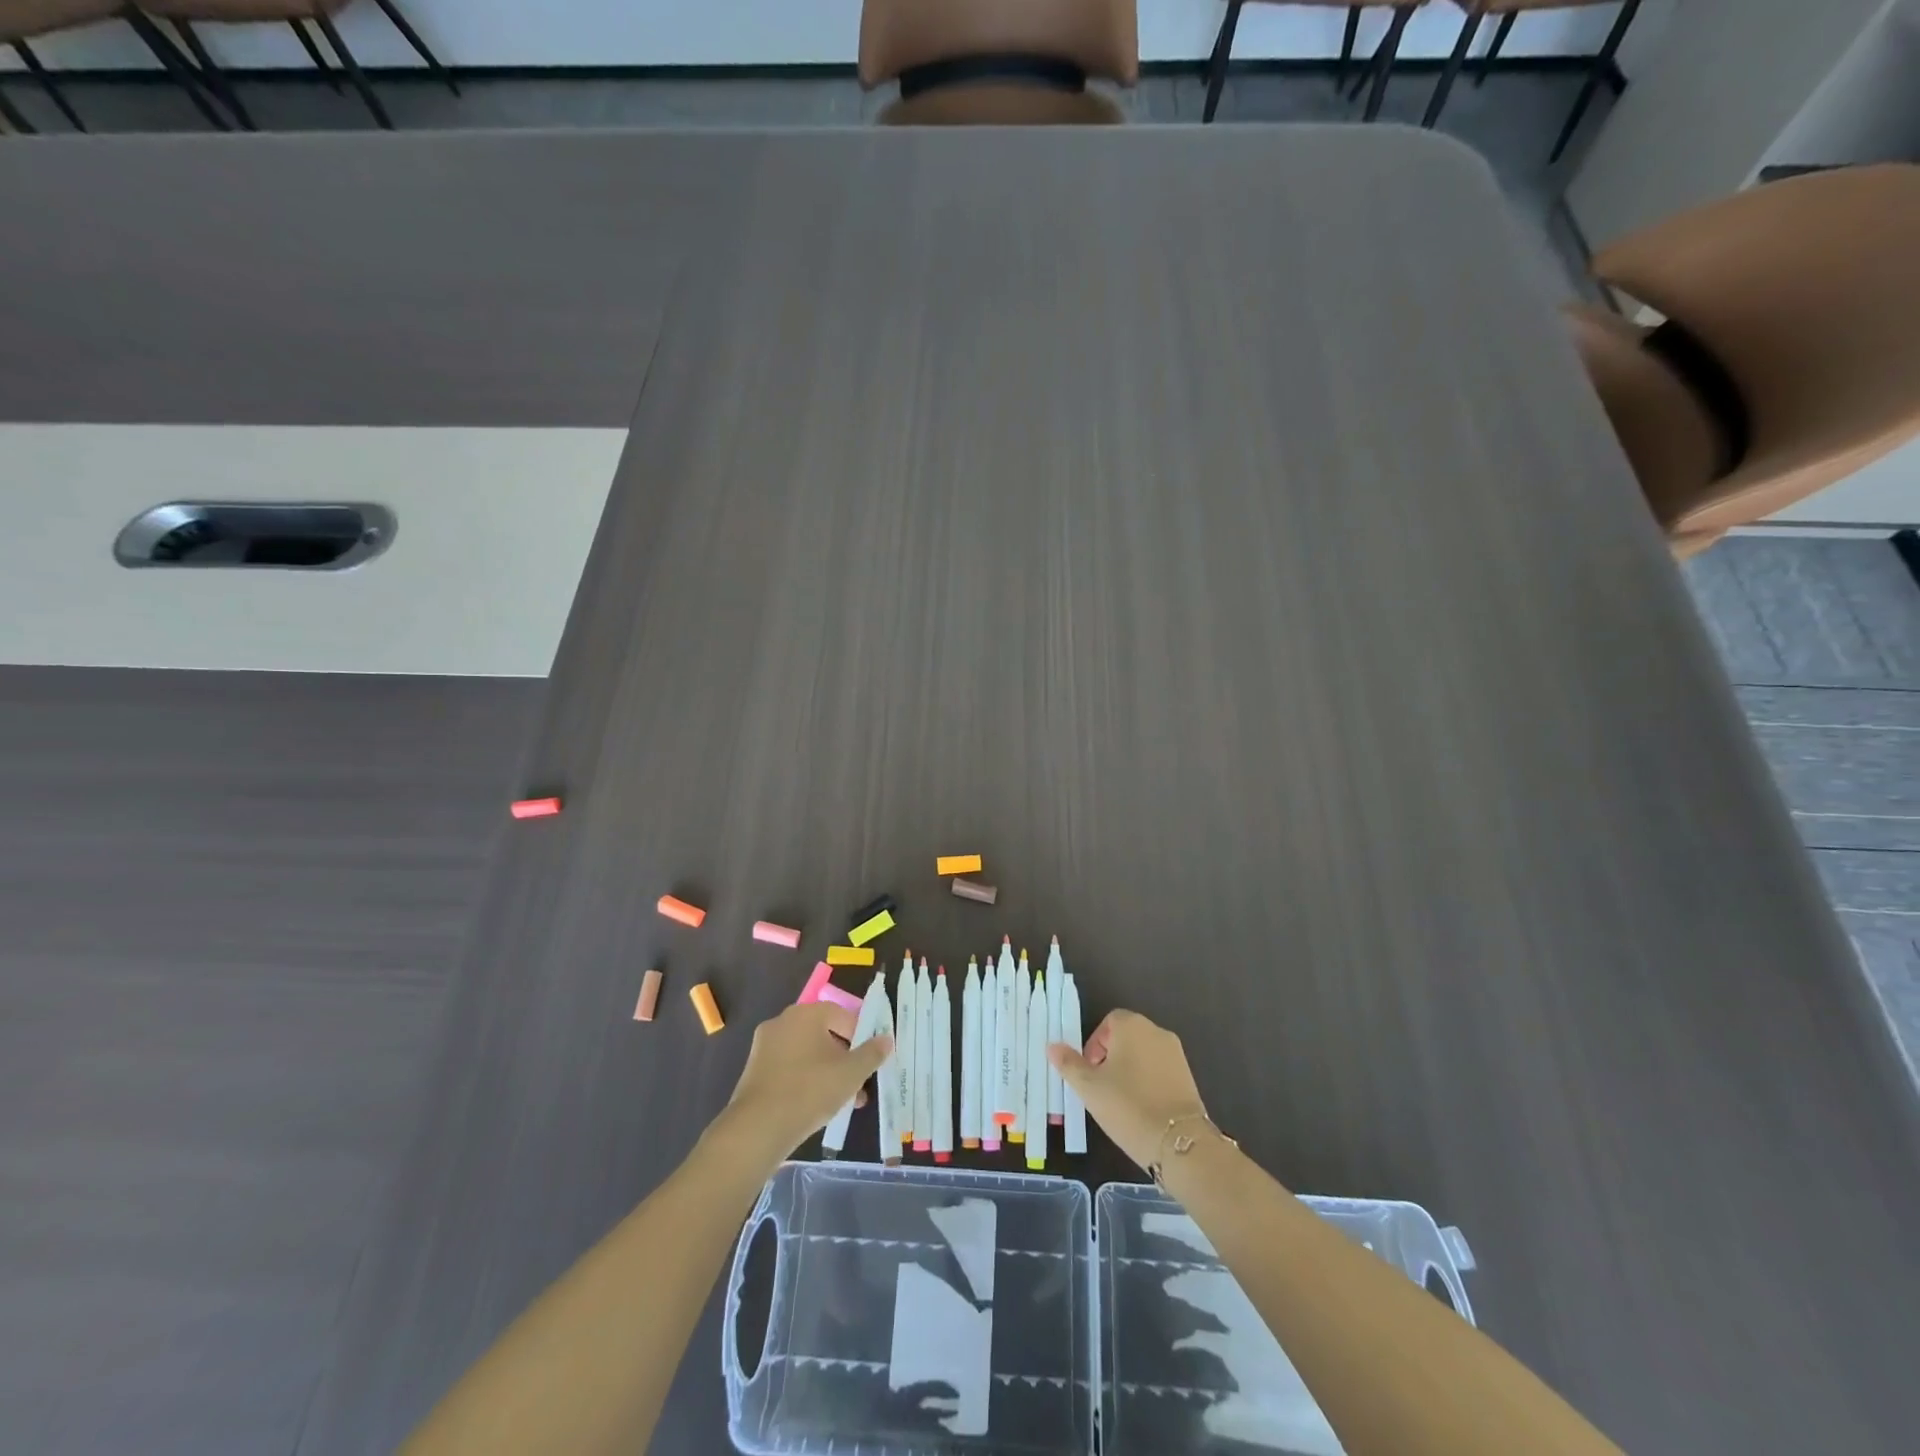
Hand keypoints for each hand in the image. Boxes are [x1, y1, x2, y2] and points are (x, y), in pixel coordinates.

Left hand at [718, 1002, 892, 1168]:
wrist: (757, 1128)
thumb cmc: (810, 1090)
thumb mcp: (851, 1073)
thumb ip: (871, 1053)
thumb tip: (886, 1039)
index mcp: (806, 1014)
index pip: (842, 1015)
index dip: (861, 1036)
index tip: (870, 1060)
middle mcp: (783, 1022)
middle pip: (824, 1034)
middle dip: (845, 1057)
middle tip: (859, 1081)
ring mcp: (765, 1046)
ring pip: (807, 1054)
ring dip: (828, 1072)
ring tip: (845, 1101)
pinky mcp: (754, 1070)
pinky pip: (789, 1068)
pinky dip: (806, 1080)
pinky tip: (818, 1106)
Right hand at [1049, 1010, 1208, 1170]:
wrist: (1179, 1143)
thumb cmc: (1128, 1106)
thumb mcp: (1089, 1088)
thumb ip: (1069, 1064)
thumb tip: (1052, 1046)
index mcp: (1132, 1026)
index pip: (1109, 1022)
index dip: (1095, 1044)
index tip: (1089, 1071)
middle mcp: (1157, 1032)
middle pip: (1126, 1036)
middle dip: (1110, 1057)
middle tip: (1100, 1087)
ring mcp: (1176, 1054)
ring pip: (1143, 1054)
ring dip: (1129, 1070)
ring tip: (1119, 1100)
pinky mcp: (1189, 1076)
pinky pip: (1159, 1070)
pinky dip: (1147, 1081)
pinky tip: (1141, 1107)